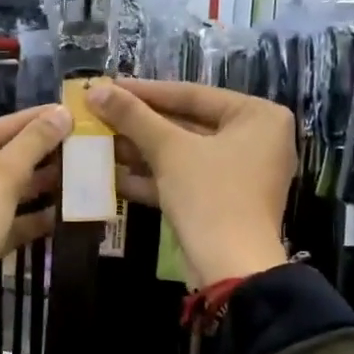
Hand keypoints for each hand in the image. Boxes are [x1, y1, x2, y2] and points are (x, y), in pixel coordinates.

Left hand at [0, 104, 71, 321]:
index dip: (24, 122)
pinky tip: (62, 212)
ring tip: (74, 173)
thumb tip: (61, 113)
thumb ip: (30, 146)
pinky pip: (2, 223)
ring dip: (35, 186)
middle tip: (73, 143)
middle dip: (33, 156)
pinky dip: (28, 217)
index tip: (59, 111)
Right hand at [86, 79, 292, 287]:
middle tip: (100, 114)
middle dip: (141, 125)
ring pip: (183, 154)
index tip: (108, 86)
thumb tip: (95, 91)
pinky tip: (113, 176)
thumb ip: (133, 117)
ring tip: (99, 142)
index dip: (145, 91)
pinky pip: (186, 179)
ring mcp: (240, 174)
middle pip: (187, 124)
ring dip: (141, 151)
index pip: (192, 94)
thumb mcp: (169, 150)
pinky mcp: (223, 202)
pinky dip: (154, 178)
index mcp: (258, 116)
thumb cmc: (210, 195)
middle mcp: (256, 140)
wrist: (230, 267)